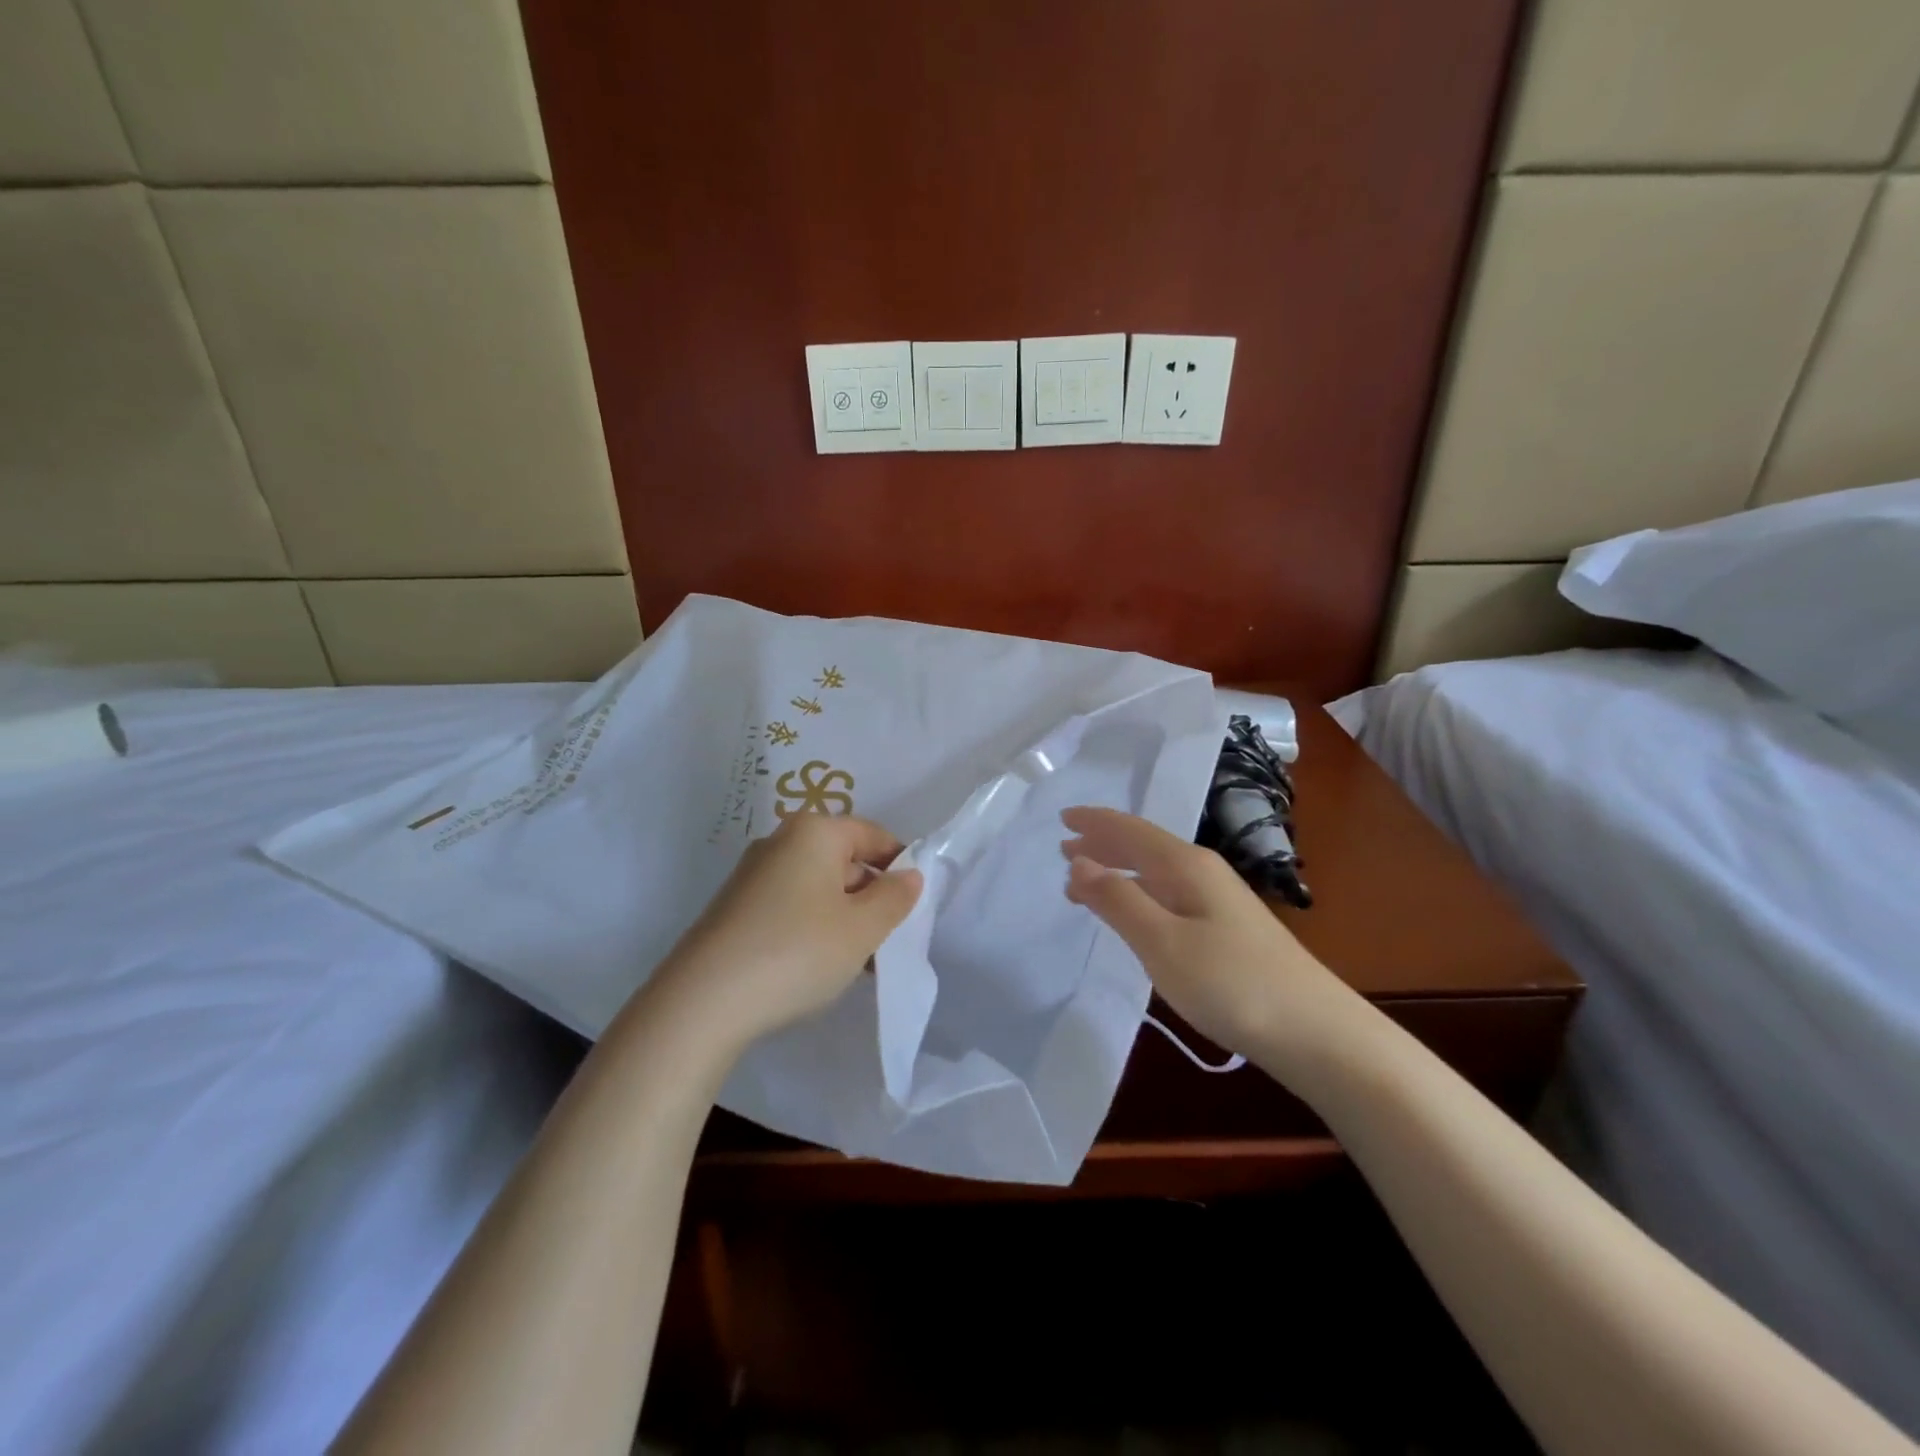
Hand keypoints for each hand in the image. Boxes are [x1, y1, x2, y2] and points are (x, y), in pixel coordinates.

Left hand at [654, 812, 922, 1051]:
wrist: (702, 1002)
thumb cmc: (796, 952)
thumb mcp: (862, 928)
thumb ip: (895, 898)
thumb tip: (909, 876)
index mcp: (814, 832)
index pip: (873, 835)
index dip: (900, 867)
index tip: (914, 907)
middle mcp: (780, 841)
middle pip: (844, 860)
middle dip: (872, 898)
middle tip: (888, 941)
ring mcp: (753, 874)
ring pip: (818, 887)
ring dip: (845, 918)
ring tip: (858, 964)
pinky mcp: (736, 907)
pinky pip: (791, 906)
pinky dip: (814, 928)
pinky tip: (819, 967)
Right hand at [1061, 806, 1365, 1075]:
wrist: (1317, 1032)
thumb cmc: (1232, 984)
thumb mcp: (1162, 943)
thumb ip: (1118, 900)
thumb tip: (1079, 862)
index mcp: (1186, 865)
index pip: (1131, 830)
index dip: (1095, 822)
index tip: (1061, 817)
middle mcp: (1203, 872)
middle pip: (1144, 846)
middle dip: (1103, 844)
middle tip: (1065, 848)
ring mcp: (1219, 901)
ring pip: (1156, 872)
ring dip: (1118, 870)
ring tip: (1086, 880)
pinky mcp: (1227, 929)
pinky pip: (1168, 894)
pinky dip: (1139, 893)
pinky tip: (1135, 912)